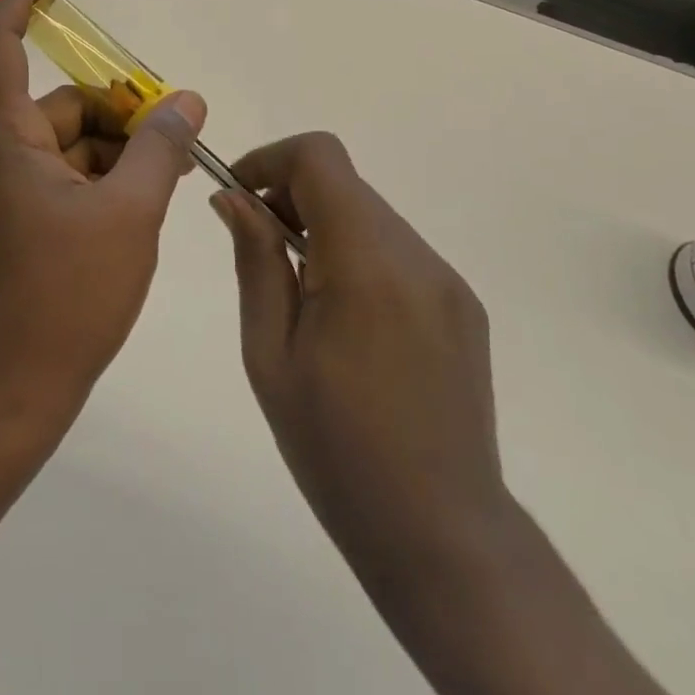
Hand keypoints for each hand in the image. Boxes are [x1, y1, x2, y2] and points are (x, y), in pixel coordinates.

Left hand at [0, 0, 206, 443]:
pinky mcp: (9, 228)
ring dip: (116, 153)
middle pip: (61, 108)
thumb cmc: (65, 298)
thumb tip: (187, 101)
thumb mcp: (130, 215)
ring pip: (66, 147)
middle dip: (120, 113)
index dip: (23, 4)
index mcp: (5, 140)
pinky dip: (99, 182)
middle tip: (177, 139)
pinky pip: (58, 181)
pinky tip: (139, 209)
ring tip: (169, 181)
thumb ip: (160, 149)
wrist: (6, 399)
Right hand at [213, 137, 665, 694]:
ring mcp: (446, 279)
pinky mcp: (461, 304)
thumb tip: (233, 198)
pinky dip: (358, 254)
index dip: (271, 159)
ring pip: (370, 214)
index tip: (238, 196)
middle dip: (291, 195)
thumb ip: (256, 260)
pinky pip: (398, 250)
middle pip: (344, 183)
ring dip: (324, 226)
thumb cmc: (336, 449)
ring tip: (298, 291)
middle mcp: (415, 255)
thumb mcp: (270, 354)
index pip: (320, 158)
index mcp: (366, 263)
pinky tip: (344, 318)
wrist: (442, 536)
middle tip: (257, 248)